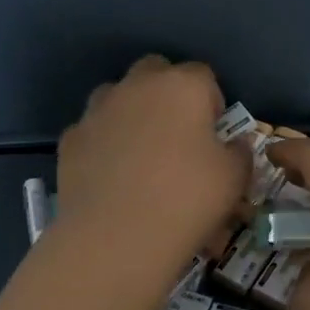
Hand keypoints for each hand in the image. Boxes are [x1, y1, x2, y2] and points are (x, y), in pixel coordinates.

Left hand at [56, 56, 249, 262]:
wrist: (116, 237)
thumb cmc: (187, 200)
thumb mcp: (234, 180)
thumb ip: (239, 153)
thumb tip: (234, 145)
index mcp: (182, 86)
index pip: (203, 75)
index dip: (212, 102)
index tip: (214, 134)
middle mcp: (137, 87)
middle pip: (155, 71)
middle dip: (167, 94)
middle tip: (178, 136)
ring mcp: (98, 111)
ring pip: (117, 96)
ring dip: (131, 114)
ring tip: (141, 154)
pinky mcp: (70, 139)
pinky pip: (93, 131)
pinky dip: (103, 144)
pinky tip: (111, 178)